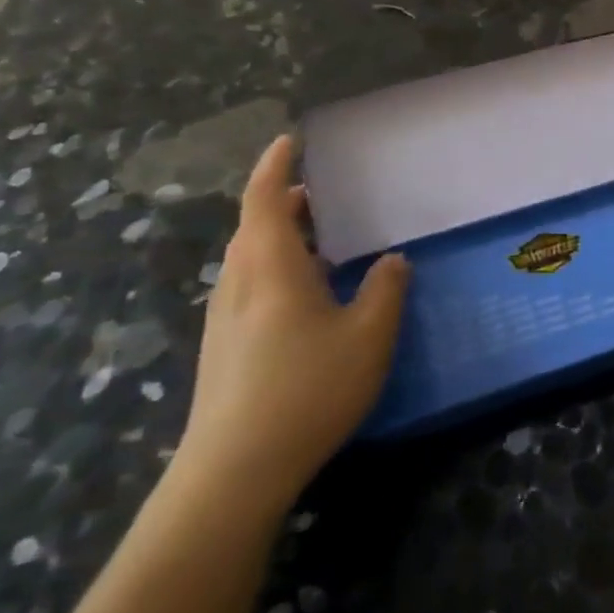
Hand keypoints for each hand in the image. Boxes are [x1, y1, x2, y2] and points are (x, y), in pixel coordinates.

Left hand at [173, 135, 409, 517]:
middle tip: (327, 196)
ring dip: (282, 238)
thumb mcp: (369, 336)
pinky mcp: (222, 347)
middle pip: (255, 226)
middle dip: (287, 202)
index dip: (276, 165)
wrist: (233, 472)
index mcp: (270, 267)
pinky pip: (250, 285)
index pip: (265, 198)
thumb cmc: (306, 390)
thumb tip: (391, 260)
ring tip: (325, 242)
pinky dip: (277, 268)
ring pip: (250, 258)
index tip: (291, 140)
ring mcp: (224, 317)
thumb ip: (386, 290)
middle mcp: (239, 282)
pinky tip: (309, 297)